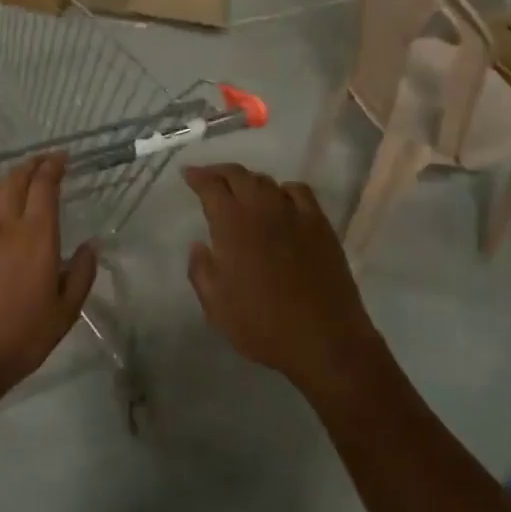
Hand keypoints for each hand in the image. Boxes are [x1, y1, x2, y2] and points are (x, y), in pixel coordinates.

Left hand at [0, 153, 96, 404]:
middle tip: (43, 163)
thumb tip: (92, 245)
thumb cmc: (20, 338)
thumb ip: (82, 273)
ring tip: (18, 183)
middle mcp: (2, 223)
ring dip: (8, 181)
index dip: (53, 166)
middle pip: (15, 179)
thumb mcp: (65, 312)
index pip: (44, 185)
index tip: (62, 158)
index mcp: (35, 236)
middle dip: (32, 165)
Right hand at [183, 164, 383, 392]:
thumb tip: (198, 245)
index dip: (197, 176)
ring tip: (241, 191)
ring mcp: (295, 214)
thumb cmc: (262, 325)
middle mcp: (263, 209)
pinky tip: (280, 201)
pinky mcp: (320, 224)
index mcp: (233, 225)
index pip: (211, 186)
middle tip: (208, 178)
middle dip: (219, 172)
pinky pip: (298, 191)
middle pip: (239, 175)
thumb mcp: (216, 306)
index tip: (187, 174)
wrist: (323, 339)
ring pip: (267, 181)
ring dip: (249, 181)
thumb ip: (201, 270)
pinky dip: (282, 190)